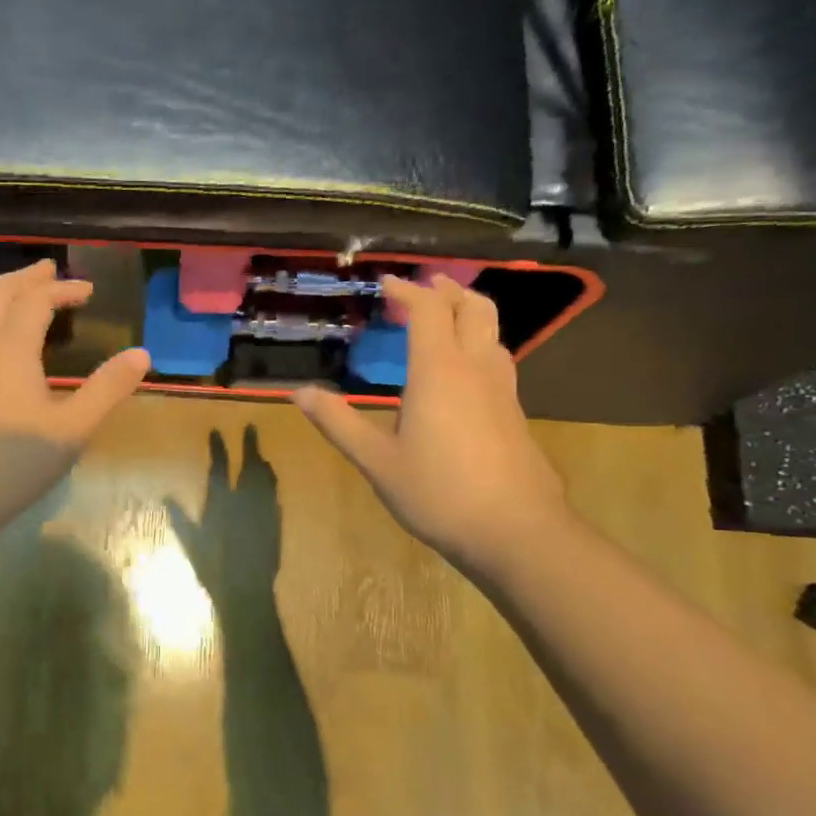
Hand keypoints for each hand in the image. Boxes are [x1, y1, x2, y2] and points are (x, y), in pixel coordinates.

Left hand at [0, 259, 149, 541]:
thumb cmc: (14, 462)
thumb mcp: (72, 428)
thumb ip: (107, 389)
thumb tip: (142, 354)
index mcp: (11, 346)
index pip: (37, 299)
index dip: (63, 287)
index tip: (88, 289)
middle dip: (27, 278)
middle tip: (49, 270)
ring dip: (5, 298)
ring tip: (25, 301)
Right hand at [167, 426, 280, 603]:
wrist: (248, 591)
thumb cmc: (214, 569)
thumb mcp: (192, 544)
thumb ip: (181, 520)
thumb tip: (167, 498)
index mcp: (222, 503)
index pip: (220, 467)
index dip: (219, 447)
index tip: (218, 430)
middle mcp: (245, 501)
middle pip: (250, 466)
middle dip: (250, 445)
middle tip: (251, 427)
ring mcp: (264, 511)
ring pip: (266, 479)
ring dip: (263, 463)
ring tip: (262, 453)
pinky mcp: (276, 524)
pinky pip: (275, 497)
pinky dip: (272, 485)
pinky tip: (272, 482)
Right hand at [293, 274, 569, 571]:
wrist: (517, 531)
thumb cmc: (438, 493)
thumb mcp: (377, 461)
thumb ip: (338, 423)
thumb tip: (298, 393)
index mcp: (439, 372)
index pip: (428, 311)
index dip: (407, 291)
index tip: (384, 283)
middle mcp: (475, 369)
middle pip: (473, 308)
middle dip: (447, 290)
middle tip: (422, 287)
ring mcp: (503, 390)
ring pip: (493, 332)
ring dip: (468, 313)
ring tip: (444, 317)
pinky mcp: (515, 413)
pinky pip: (497, 359)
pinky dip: (478, 343)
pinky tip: (463, 371)